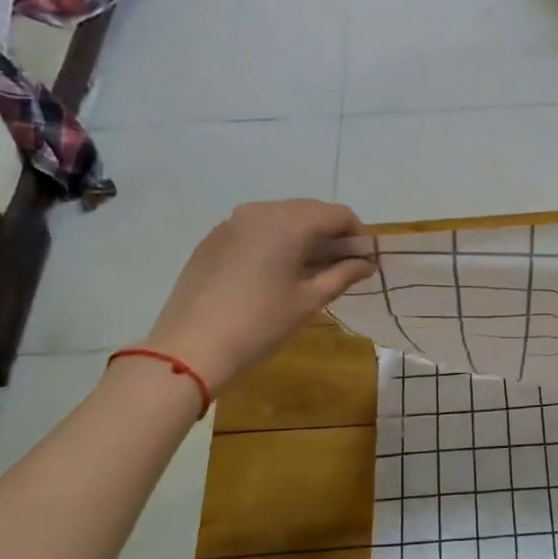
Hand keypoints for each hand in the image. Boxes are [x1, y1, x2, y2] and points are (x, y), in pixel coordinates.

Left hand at [142, 200, 373, 390]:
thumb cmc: (260, 324)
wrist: (191, 347)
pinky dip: (273, 242)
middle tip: (340, 266)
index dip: (357, 234)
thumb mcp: (309, 301)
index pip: (337, 214)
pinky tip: (272, 273)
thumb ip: (342, 275)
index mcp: (288, 222)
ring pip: (280, 218)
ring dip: (301, 236)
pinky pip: (254, 230)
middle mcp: (260, 211)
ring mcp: (231, 223)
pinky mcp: (212, 239)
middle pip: (308, 210)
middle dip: (329, 233)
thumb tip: (366, 263)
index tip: (363, 260)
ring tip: (307, 270)